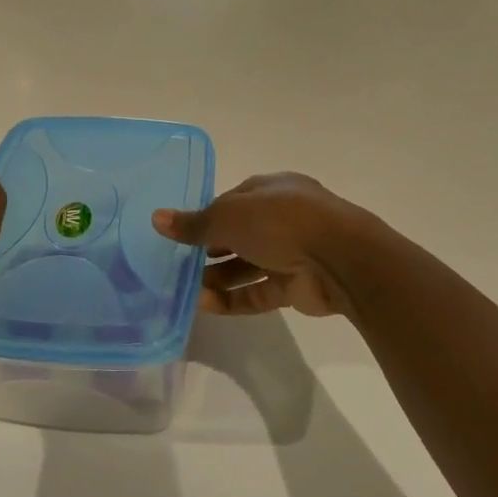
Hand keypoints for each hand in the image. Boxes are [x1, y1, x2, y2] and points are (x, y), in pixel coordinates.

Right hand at [152, 172, 363, 317]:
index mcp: (271, 191)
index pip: (231, 202)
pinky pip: (257, 293)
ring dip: (217, 278)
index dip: (206, 217)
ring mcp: (291, 253)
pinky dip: (232, 299)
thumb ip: (194, 223)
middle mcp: (282, 219)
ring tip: (185, 290)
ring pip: (246, 266)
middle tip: (178, 265)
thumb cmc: (282, 221)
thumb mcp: (230, 216)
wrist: (340, 258)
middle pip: (239, 235)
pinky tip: (204, 305)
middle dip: (209, 250)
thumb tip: (157, 218)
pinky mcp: (295, 287)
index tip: (179, 234)